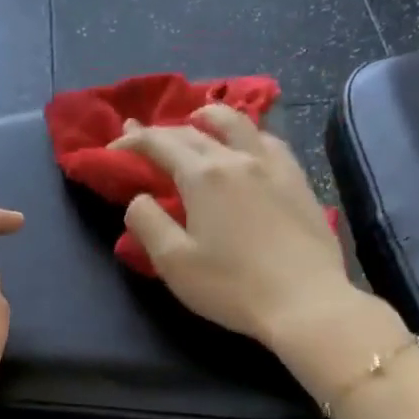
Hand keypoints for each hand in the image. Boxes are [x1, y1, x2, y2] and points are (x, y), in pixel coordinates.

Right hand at [110, 106, 365, 352]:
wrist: (305, 301)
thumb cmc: (231, 286)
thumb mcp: (174, 262)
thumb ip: (148, 223)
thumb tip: (139, 198)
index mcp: (203, 176)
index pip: (160, 144)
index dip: (132, 142)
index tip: (113, 148)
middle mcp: (237, 159)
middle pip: (194, 132)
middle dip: (162, 130)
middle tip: (141, 133)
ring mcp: (273, 166)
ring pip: (238, 124)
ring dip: (210, 117)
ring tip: (199, 118)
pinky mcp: (299, 181)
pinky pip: (270, 141)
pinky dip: (249, 133)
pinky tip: (249, 144)